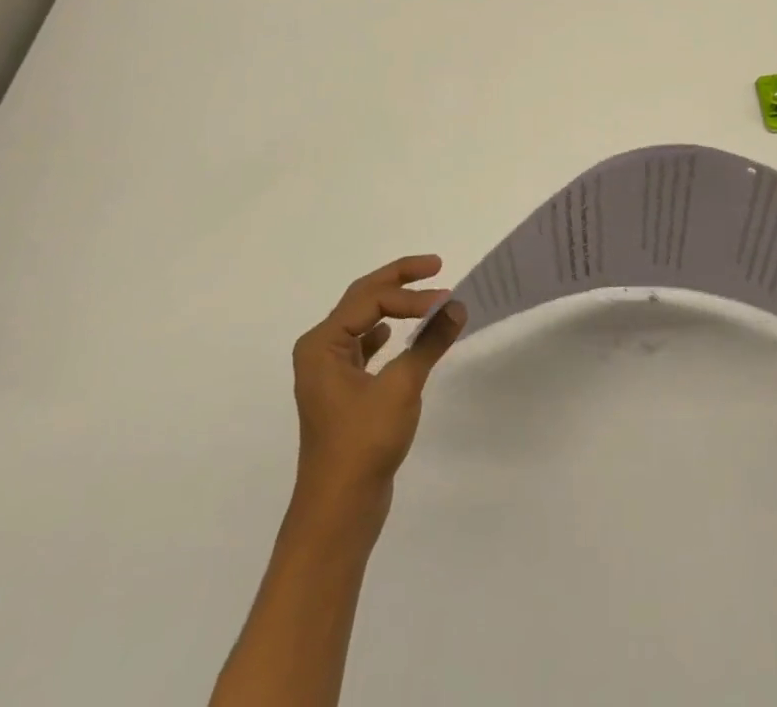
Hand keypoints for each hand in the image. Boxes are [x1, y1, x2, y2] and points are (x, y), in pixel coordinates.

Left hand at [291, 255, 465, 504]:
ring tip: (424, 294)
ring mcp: (328, 371)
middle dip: (398, 280)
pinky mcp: (342, 390)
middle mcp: (319, 350)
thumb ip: (430, 341)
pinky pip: (363, 345)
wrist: (339, 510)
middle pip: (362, 298)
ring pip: (362, 319)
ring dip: (393, 304)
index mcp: (322, 343)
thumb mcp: (401, 387)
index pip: (370, 299)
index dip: (410, 295)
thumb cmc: (363, 442)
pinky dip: (385, 332)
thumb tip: (457, 306)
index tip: (446, 302)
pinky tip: (398, 332)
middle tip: (435, 266)